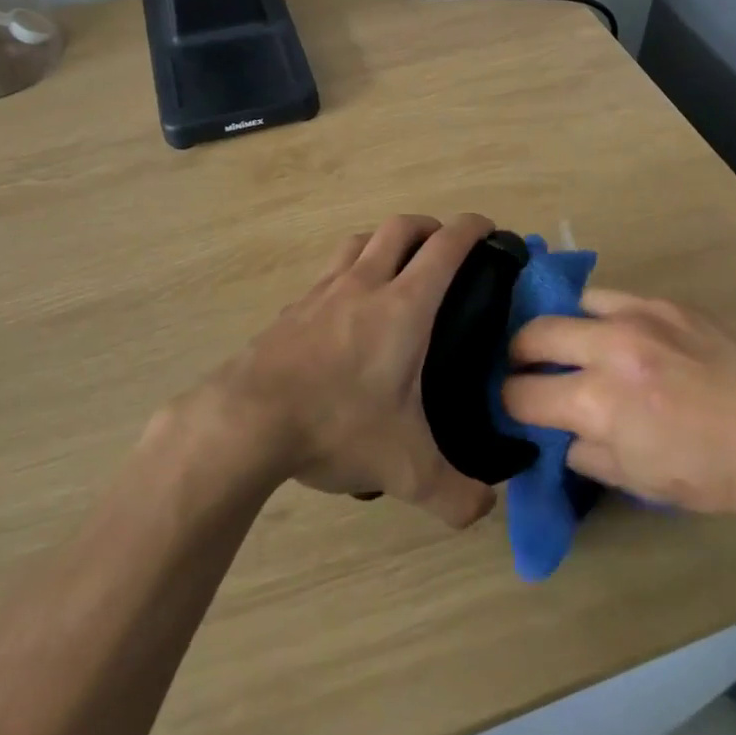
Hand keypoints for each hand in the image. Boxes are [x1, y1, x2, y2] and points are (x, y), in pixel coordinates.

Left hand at [201, 214, 498, 529]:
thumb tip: (485, 508)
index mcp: (403, 307)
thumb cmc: (336, 426)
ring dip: (384, 241)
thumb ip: (454, 494)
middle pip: (399, 227)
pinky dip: (347, 273)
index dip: (472, 228)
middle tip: (445, 248)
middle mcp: (363, 284)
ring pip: (359, 241)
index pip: (445, 247)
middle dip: (429, 226)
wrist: (246, 420)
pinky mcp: (291, 308)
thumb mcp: (405, 470)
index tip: (489, 228)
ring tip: (397, 266)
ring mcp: (322, 292)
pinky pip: (327, 273)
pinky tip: (345, 309)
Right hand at [502, 290, 735, 519]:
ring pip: (568, 305)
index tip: (515, 410)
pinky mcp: (666, 300)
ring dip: (559, 329)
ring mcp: (638, 315)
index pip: (521, 394)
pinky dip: (599, 317)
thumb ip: (588, 455)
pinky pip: (611, 299)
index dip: (510, 406)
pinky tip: (616, 336)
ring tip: (570, 347)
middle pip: (530, 335)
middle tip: (527, 372)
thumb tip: (562, 434)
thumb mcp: (644, 483)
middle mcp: (607, 347)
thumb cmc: (721, 474)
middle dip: (517, 357)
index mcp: (599, 402)